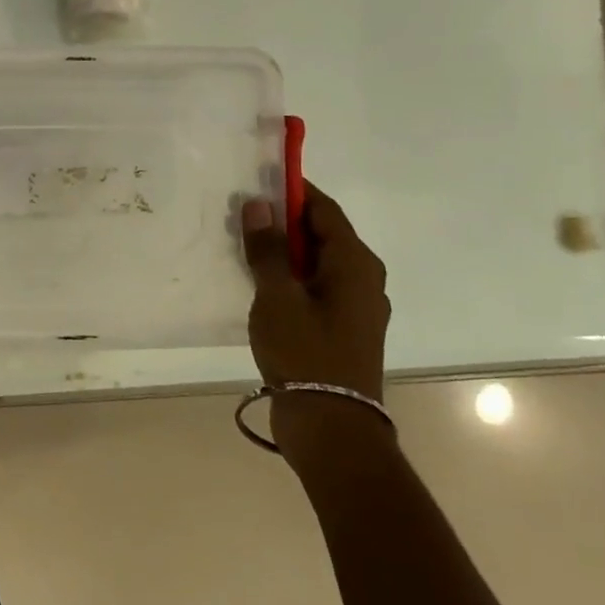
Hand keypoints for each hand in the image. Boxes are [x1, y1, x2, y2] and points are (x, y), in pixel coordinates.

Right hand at [241, 181, 390, 464]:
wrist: (331, 425)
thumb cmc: (305, 352)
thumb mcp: (277, 296)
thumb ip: (267, 248)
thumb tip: (259, 204)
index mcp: (355, 263)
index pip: (324, 209)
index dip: (293, 191)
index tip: (258, 180)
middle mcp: (362, 278)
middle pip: (321, 234)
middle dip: (283, 221)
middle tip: (241, 215)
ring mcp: (355, 305)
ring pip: (316, 261)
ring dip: (283, 251)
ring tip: (244, 246)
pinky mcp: (342, 327)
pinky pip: (314, 286)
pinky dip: (289, 276)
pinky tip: (259, 283)